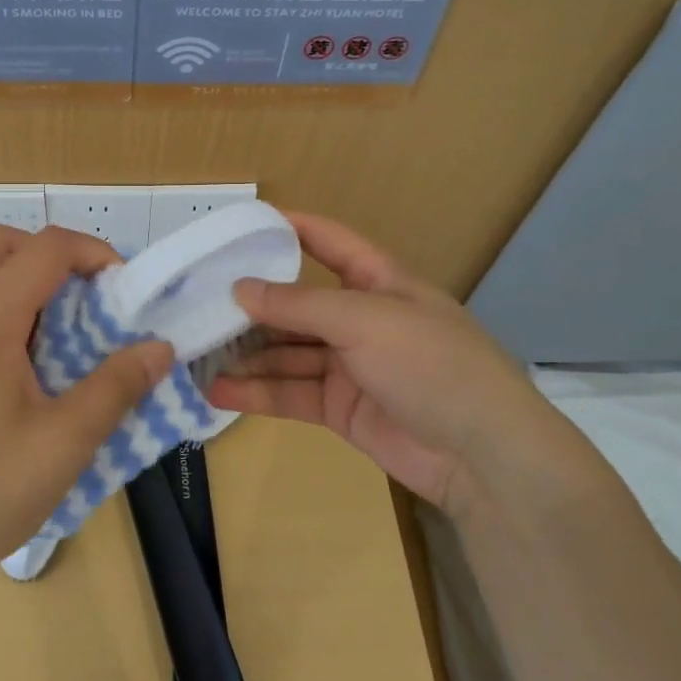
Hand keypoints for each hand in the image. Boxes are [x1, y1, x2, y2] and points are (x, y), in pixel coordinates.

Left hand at [0, 224, 172, 594]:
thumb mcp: (66, 443)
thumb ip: (117, 386)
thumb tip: (160, 348)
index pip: (43, 249)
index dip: (92, 252)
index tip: (124, 287)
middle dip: (50, 252)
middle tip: (87, 294)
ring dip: (25, 275)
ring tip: (64, 325)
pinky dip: (5, 302)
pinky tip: (30, 358)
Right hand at [207, 213, 605, 520]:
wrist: (484, 456)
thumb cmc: (431, 364)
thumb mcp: (365, 320)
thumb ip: (299, 304)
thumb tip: (240, 288)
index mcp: (379, 282)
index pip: (329, 242)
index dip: (291, 229)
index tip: (241, 225)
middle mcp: (361, 319)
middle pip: (297, 304)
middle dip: (252, 305)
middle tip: (198, 303)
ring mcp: (350, 366)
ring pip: (287, 353)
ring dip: (246, 355)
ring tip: (196, 353)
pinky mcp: (341, 409)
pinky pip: (291, 393)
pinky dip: (257, 393)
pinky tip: (218, 391)